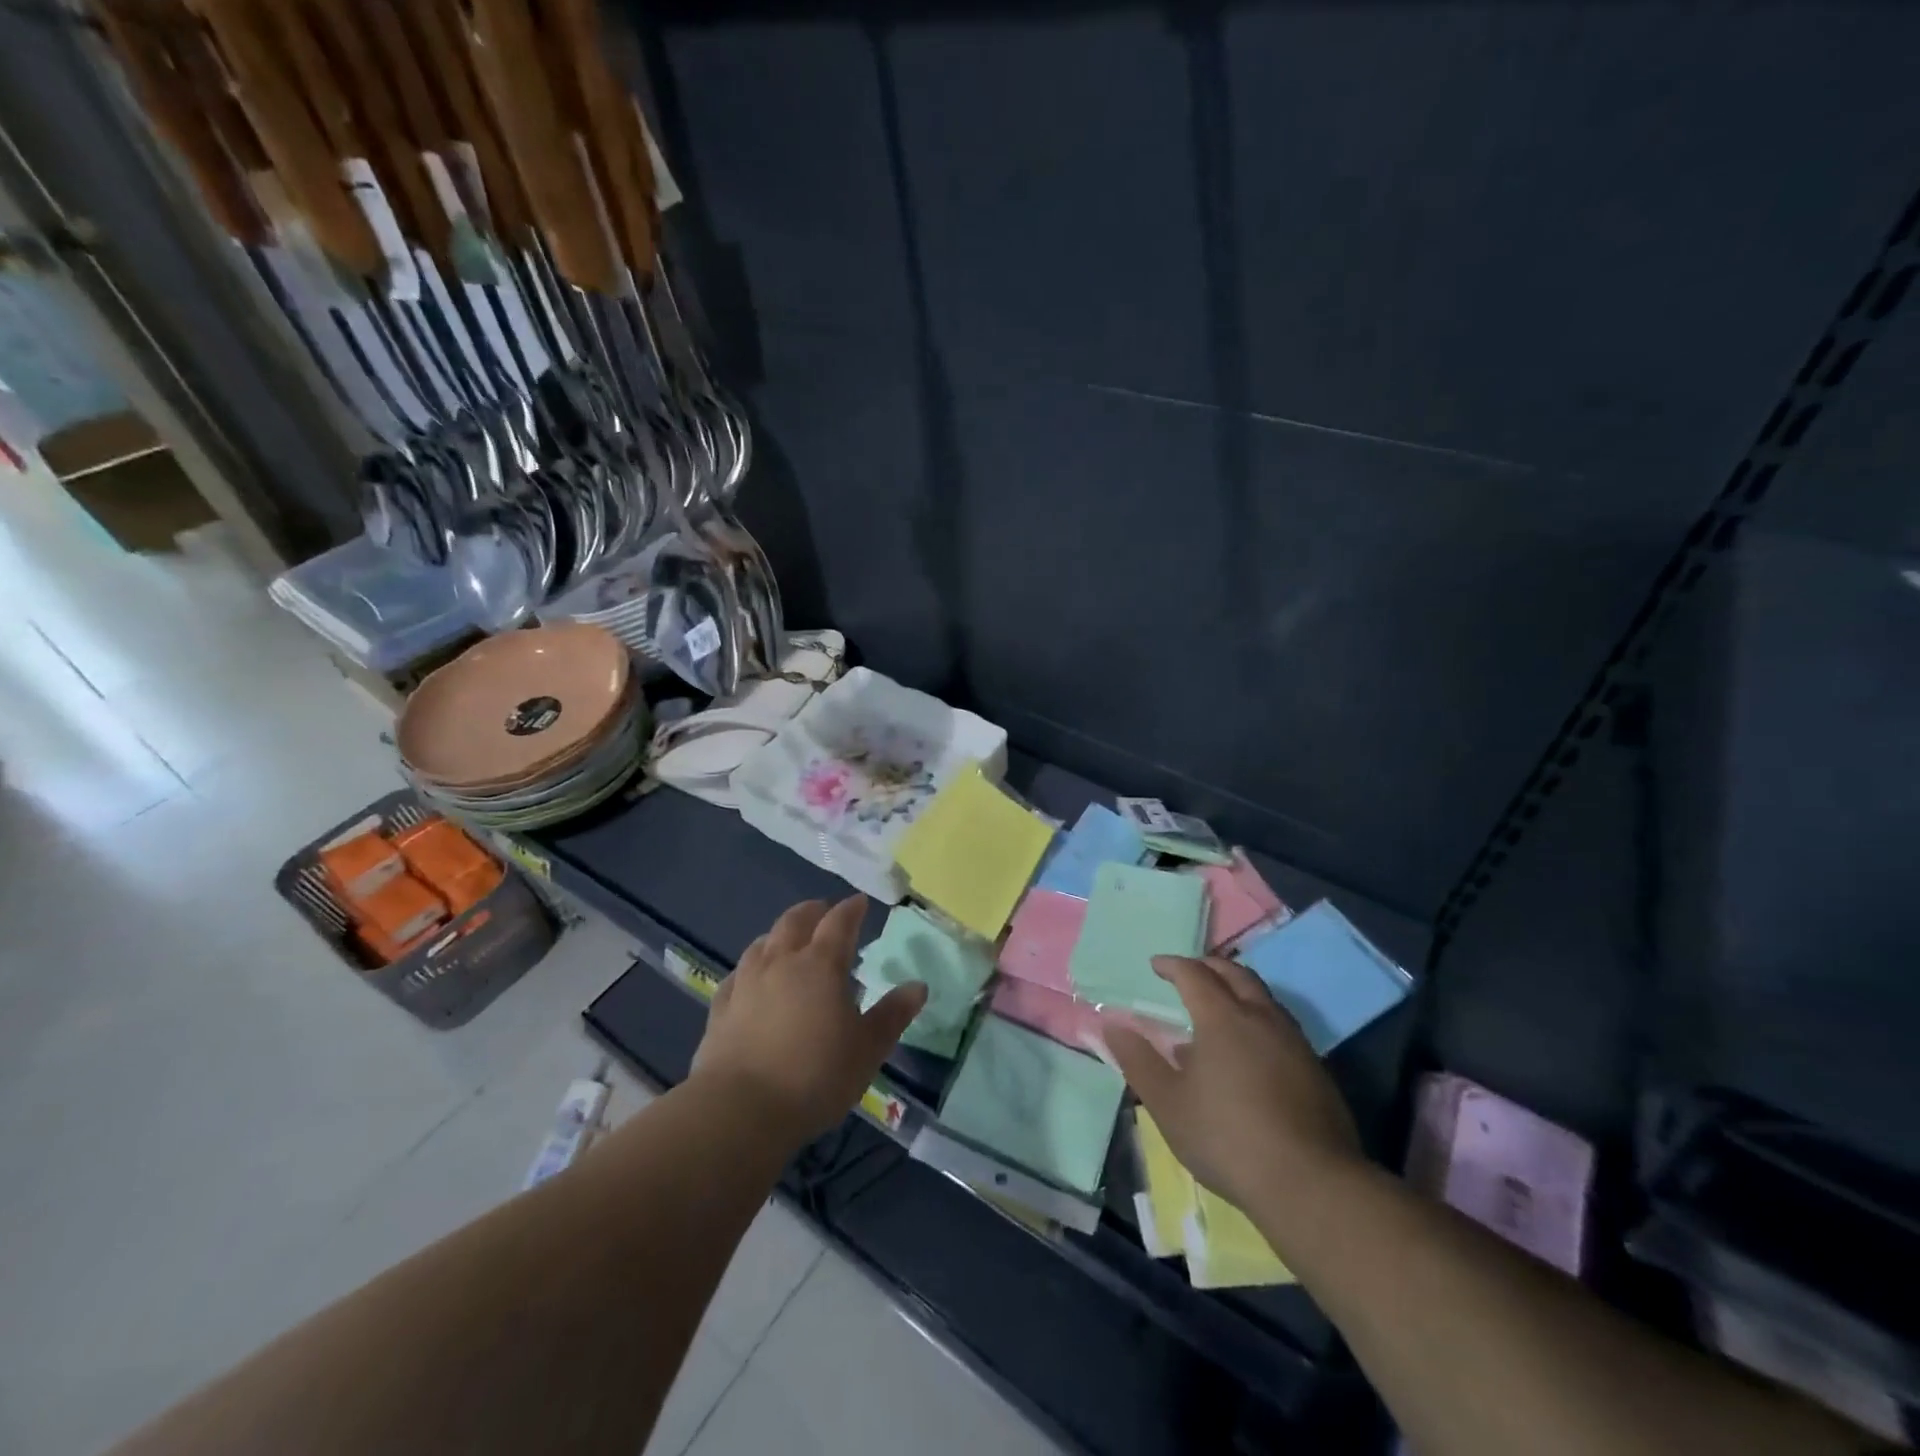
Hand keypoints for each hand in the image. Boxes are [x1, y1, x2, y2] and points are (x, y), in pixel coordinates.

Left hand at [691, 895, 926, 1142]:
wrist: (740, 1109)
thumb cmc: (816, 1075)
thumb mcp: (868, 1048)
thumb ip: (893, 1014)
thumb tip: (919, 986)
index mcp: (821, 965)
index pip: (839, 923)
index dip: (851, 909)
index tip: (860, 902)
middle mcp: (781, 962)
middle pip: (795, 922)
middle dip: (812, 912)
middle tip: (823, 911)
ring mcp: (746, 983)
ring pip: (762, 943)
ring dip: (778, 935)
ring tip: (787, 938)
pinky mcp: (720, 1009)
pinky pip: (736, 976)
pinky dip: (749, 968)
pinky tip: (749, 978)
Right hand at [1102, 955, 1361, 1214]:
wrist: (1311, 1184)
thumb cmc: (1227, 1138)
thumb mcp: (1167, 1103)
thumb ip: (1137, 1060)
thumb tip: (1112, 1024)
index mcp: (1222, 1018)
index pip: (1194, 974)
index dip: (1172, 965)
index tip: (1156, 965)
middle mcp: (1261, 1017)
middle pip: (1236, 974)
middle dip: (1209, 967)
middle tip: (1190, 974)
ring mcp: (1294, 1042)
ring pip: (1263, 998)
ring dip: (1237, 991)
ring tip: (1218, 1011)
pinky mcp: (1316, 1069)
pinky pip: (1280, 1026)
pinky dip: (1257, 1020)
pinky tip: (1248, 1053)